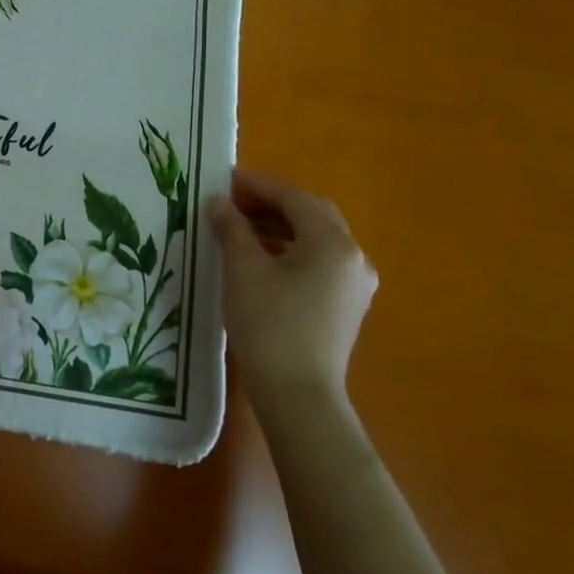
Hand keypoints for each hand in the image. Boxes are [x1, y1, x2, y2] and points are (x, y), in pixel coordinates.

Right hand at [208, 170, 376, 411]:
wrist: (298, 395)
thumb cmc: (269, 325)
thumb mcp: (242, 270)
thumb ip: (232, 228)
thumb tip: (220, 202)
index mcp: (333, 243)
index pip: (295, 198)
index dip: (258, 185)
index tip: (225, 179)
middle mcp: (353, 257)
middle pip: (312, 214)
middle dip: (272, 203)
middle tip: (233, 201)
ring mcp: (354, 284)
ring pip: (316, 239)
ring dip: (280, 226)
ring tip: (240, 227)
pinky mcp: (346, 305)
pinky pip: (319, 261)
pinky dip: (290, 249)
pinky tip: (261, 258)